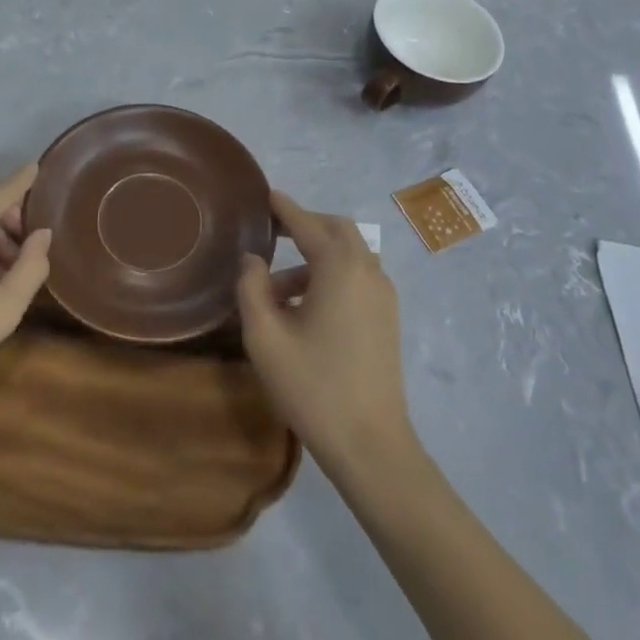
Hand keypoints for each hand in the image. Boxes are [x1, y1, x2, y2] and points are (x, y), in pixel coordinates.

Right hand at [238, 191, 414, 476]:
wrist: (371, 444)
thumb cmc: (313, 387)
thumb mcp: (265, 337)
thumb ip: (252, 288)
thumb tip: (253, 259)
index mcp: (339, 266)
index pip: (306, 223)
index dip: (284, 208)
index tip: (265, 195)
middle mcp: (367, 269)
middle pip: (336, 229)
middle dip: (305, 225)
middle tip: (272, 232)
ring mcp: (383, 294)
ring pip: (349, 253)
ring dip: (316, 256)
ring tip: (277, 289)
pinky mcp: (388, 317)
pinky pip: (358, 276)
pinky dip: (332, 275)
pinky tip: (305, 308)